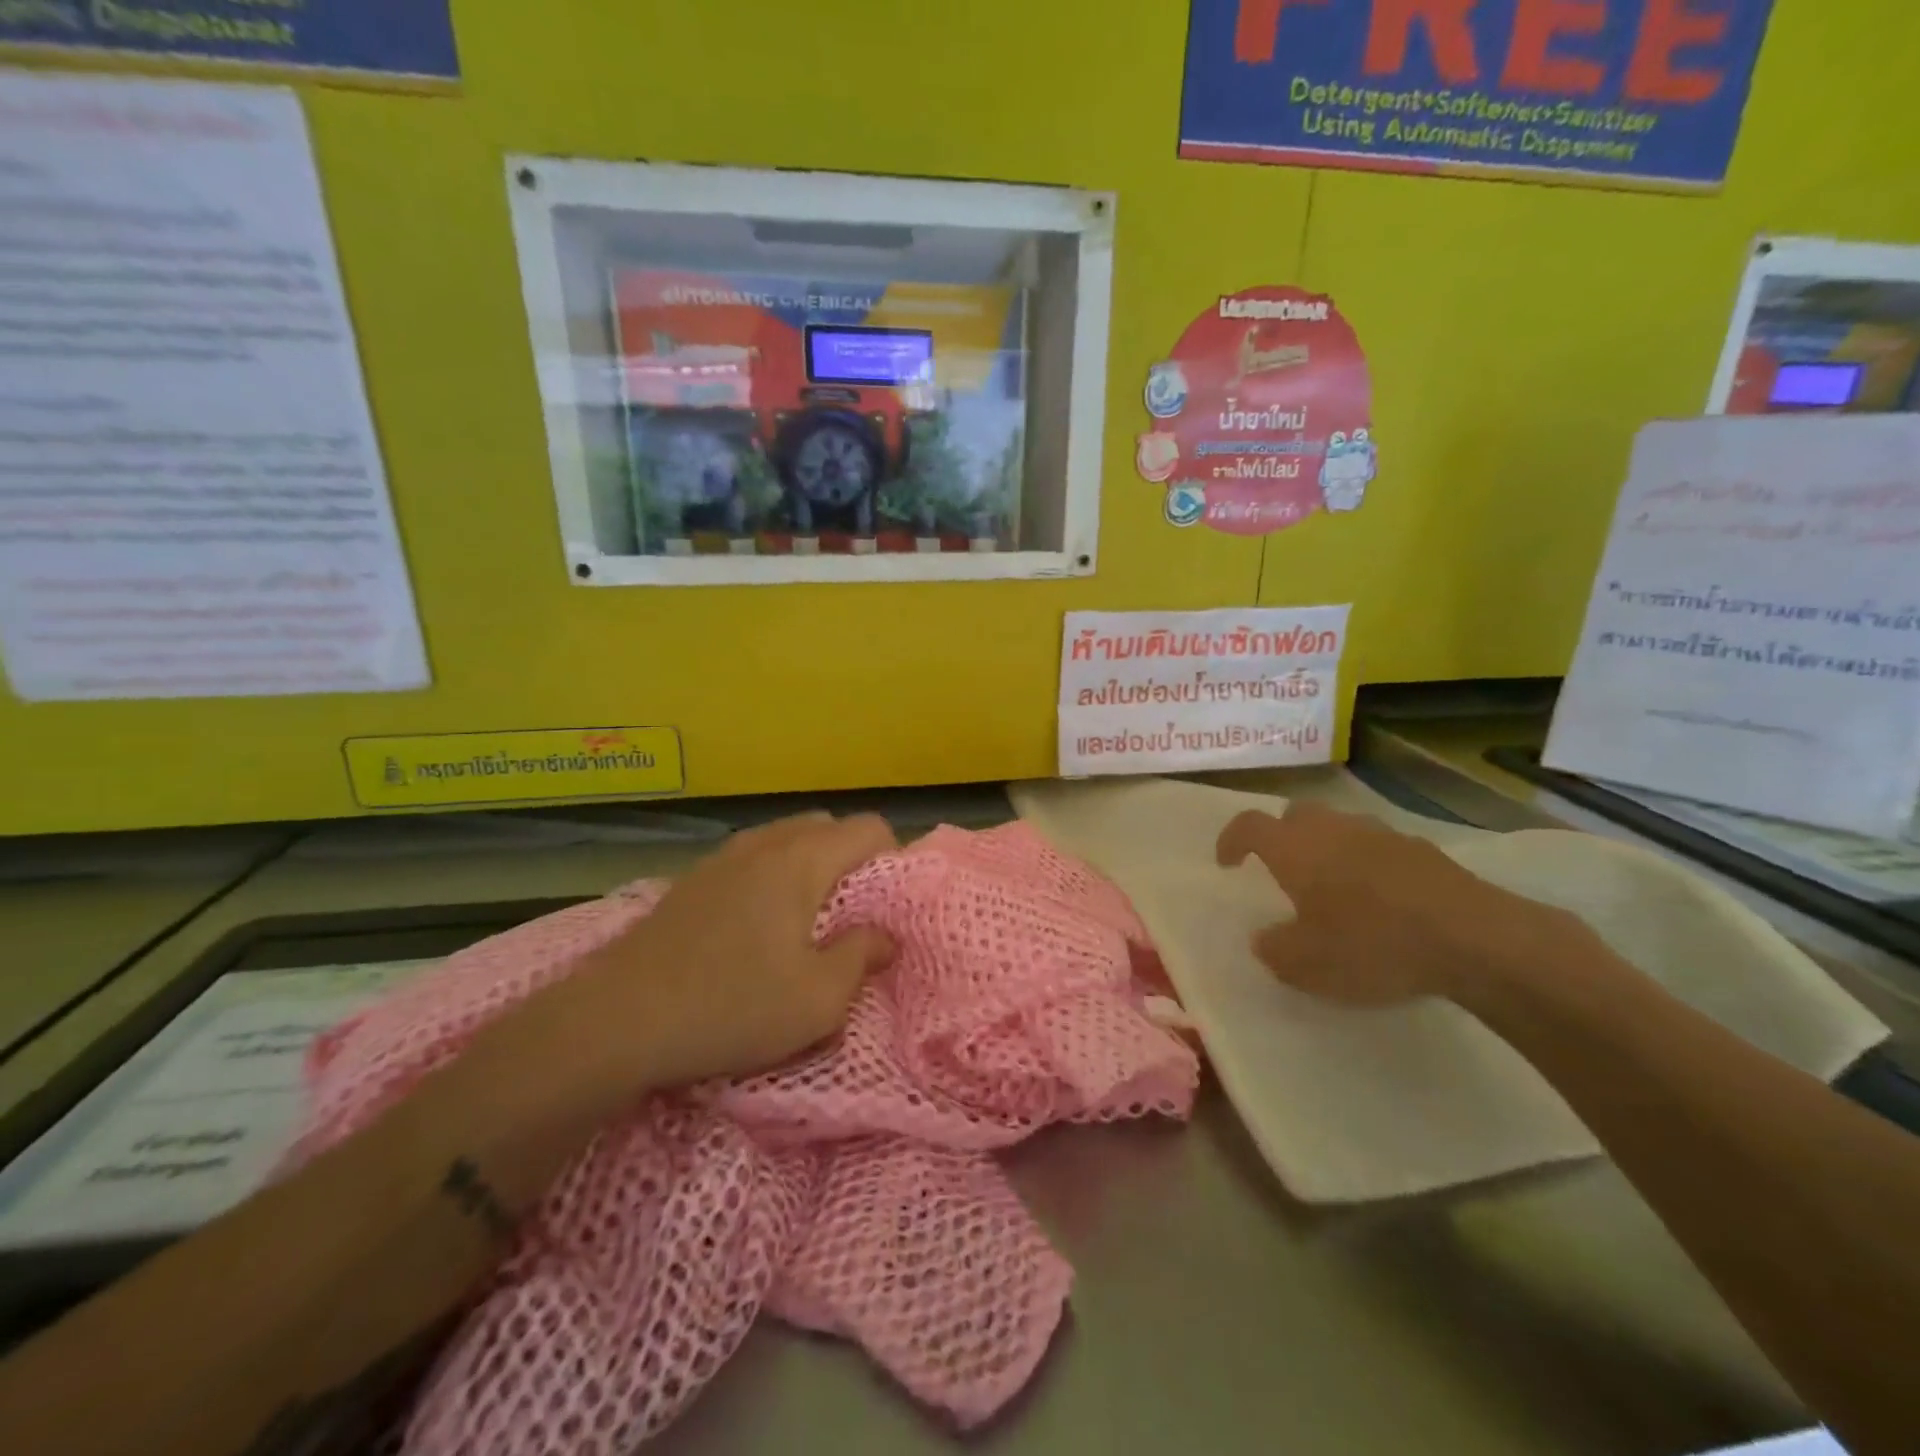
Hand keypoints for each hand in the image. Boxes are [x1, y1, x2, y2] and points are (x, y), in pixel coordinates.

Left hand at [490, 813, 898, 1114]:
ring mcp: (722, 857)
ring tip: (807, 923)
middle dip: (852, 860)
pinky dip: (773, 878)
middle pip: (827, 826)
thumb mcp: (818, 1000)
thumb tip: (885, 936)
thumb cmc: (731, 1007)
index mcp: (801, 860)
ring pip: (785, 840)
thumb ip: (862, 957)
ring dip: (810, 868)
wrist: (615, 1021)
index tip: (888, 908)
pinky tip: (757, 929)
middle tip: (852, 916)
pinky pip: (752, 860)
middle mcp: (764, 843)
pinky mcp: (692, 880)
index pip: (868, 828)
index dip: (892, 860)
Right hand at [1216, 803, 1569, 1007]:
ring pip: (1340, 827)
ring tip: (1335, 888)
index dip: (1231, 839)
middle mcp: (1333, 829)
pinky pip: (1379, 847)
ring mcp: (1382, 835)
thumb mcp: (1307, 965)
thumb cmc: (1371, 945)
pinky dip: (1368, 864)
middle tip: (1283, 870)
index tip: (1228, 862)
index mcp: (1295, 848)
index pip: (1248, 825)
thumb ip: (1274, 950)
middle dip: (1282, 836)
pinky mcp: (1424, 850)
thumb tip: (1265, 940)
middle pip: (1296, 814)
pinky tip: (1383, 902)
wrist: (1472, 938)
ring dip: (1328, 848)